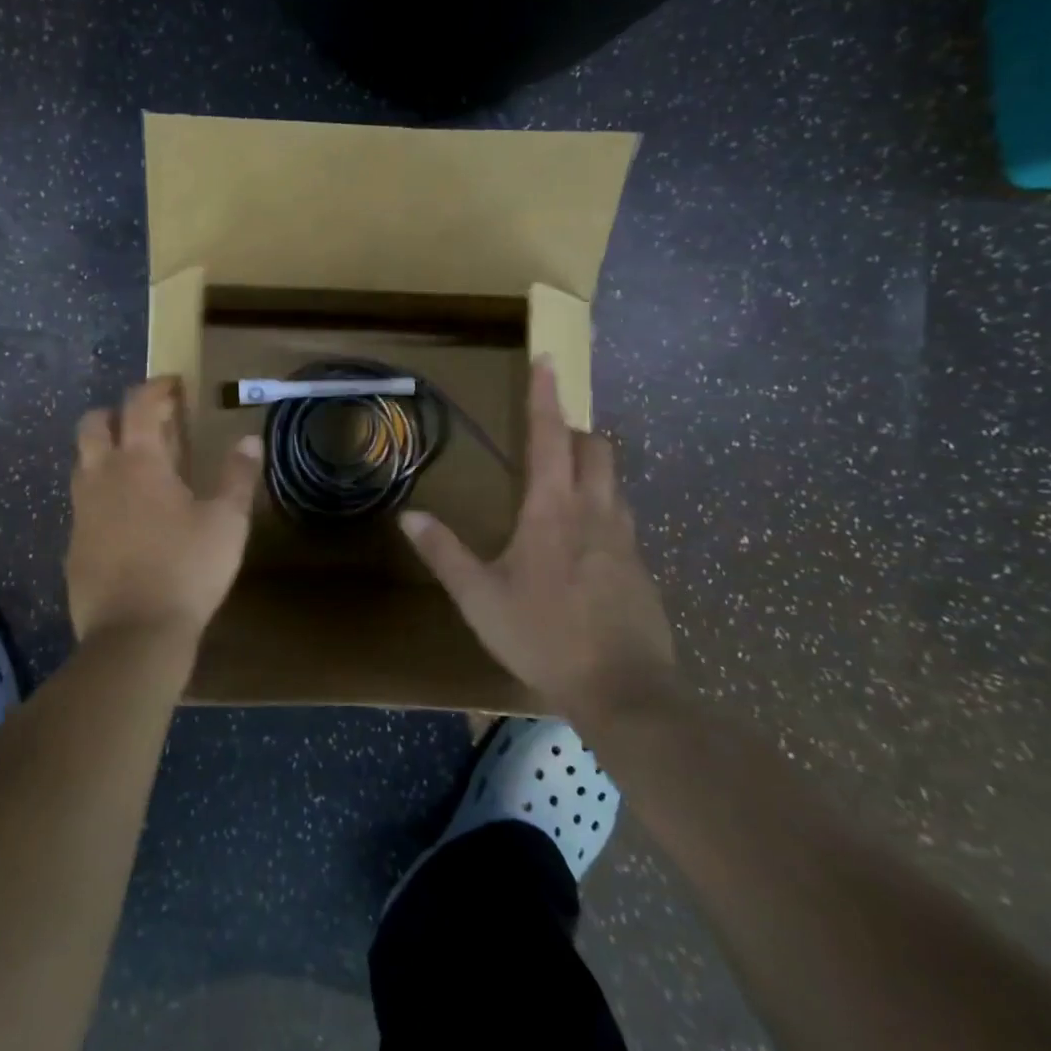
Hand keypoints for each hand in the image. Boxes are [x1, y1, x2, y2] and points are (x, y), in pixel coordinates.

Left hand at [66, 378, 262, 646]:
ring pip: (83, 462)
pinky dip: (102, 493)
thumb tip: (249, 440)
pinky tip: (127, 518)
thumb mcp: (227, 522)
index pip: (138, 404)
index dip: (156, 388)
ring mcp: (82, 511)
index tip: (174, 386)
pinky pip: (83, 502)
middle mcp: (102, 476)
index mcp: (139, 461)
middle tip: (149, 424)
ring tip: (139, 468)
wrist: (134, 635)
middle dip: (118, 413)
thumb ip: (237, 476)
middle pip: (93, 423)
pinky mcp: (73, 544)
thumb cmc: (187, 569)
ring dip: (105, 452)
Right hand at [400, 360, 677, 717]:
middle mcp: (595, 512)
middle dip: (574, 430)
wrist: (626, 692)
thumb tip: (410, 515)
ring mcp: (624, 539)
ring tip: (563, 486)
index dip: (545, 396)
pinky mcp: (640, 567)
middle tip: (548, 439)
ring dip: (591, 468)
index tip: (548, 359)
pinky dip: (602, 508)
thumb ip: (444, 553)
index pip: (549, 436)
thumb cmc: (544, 636)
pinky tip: (582, 545)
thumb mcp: (480, 598)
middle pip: (595, 448)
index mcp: (553, 510)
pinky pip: (622, 518)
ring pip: (613, 481)